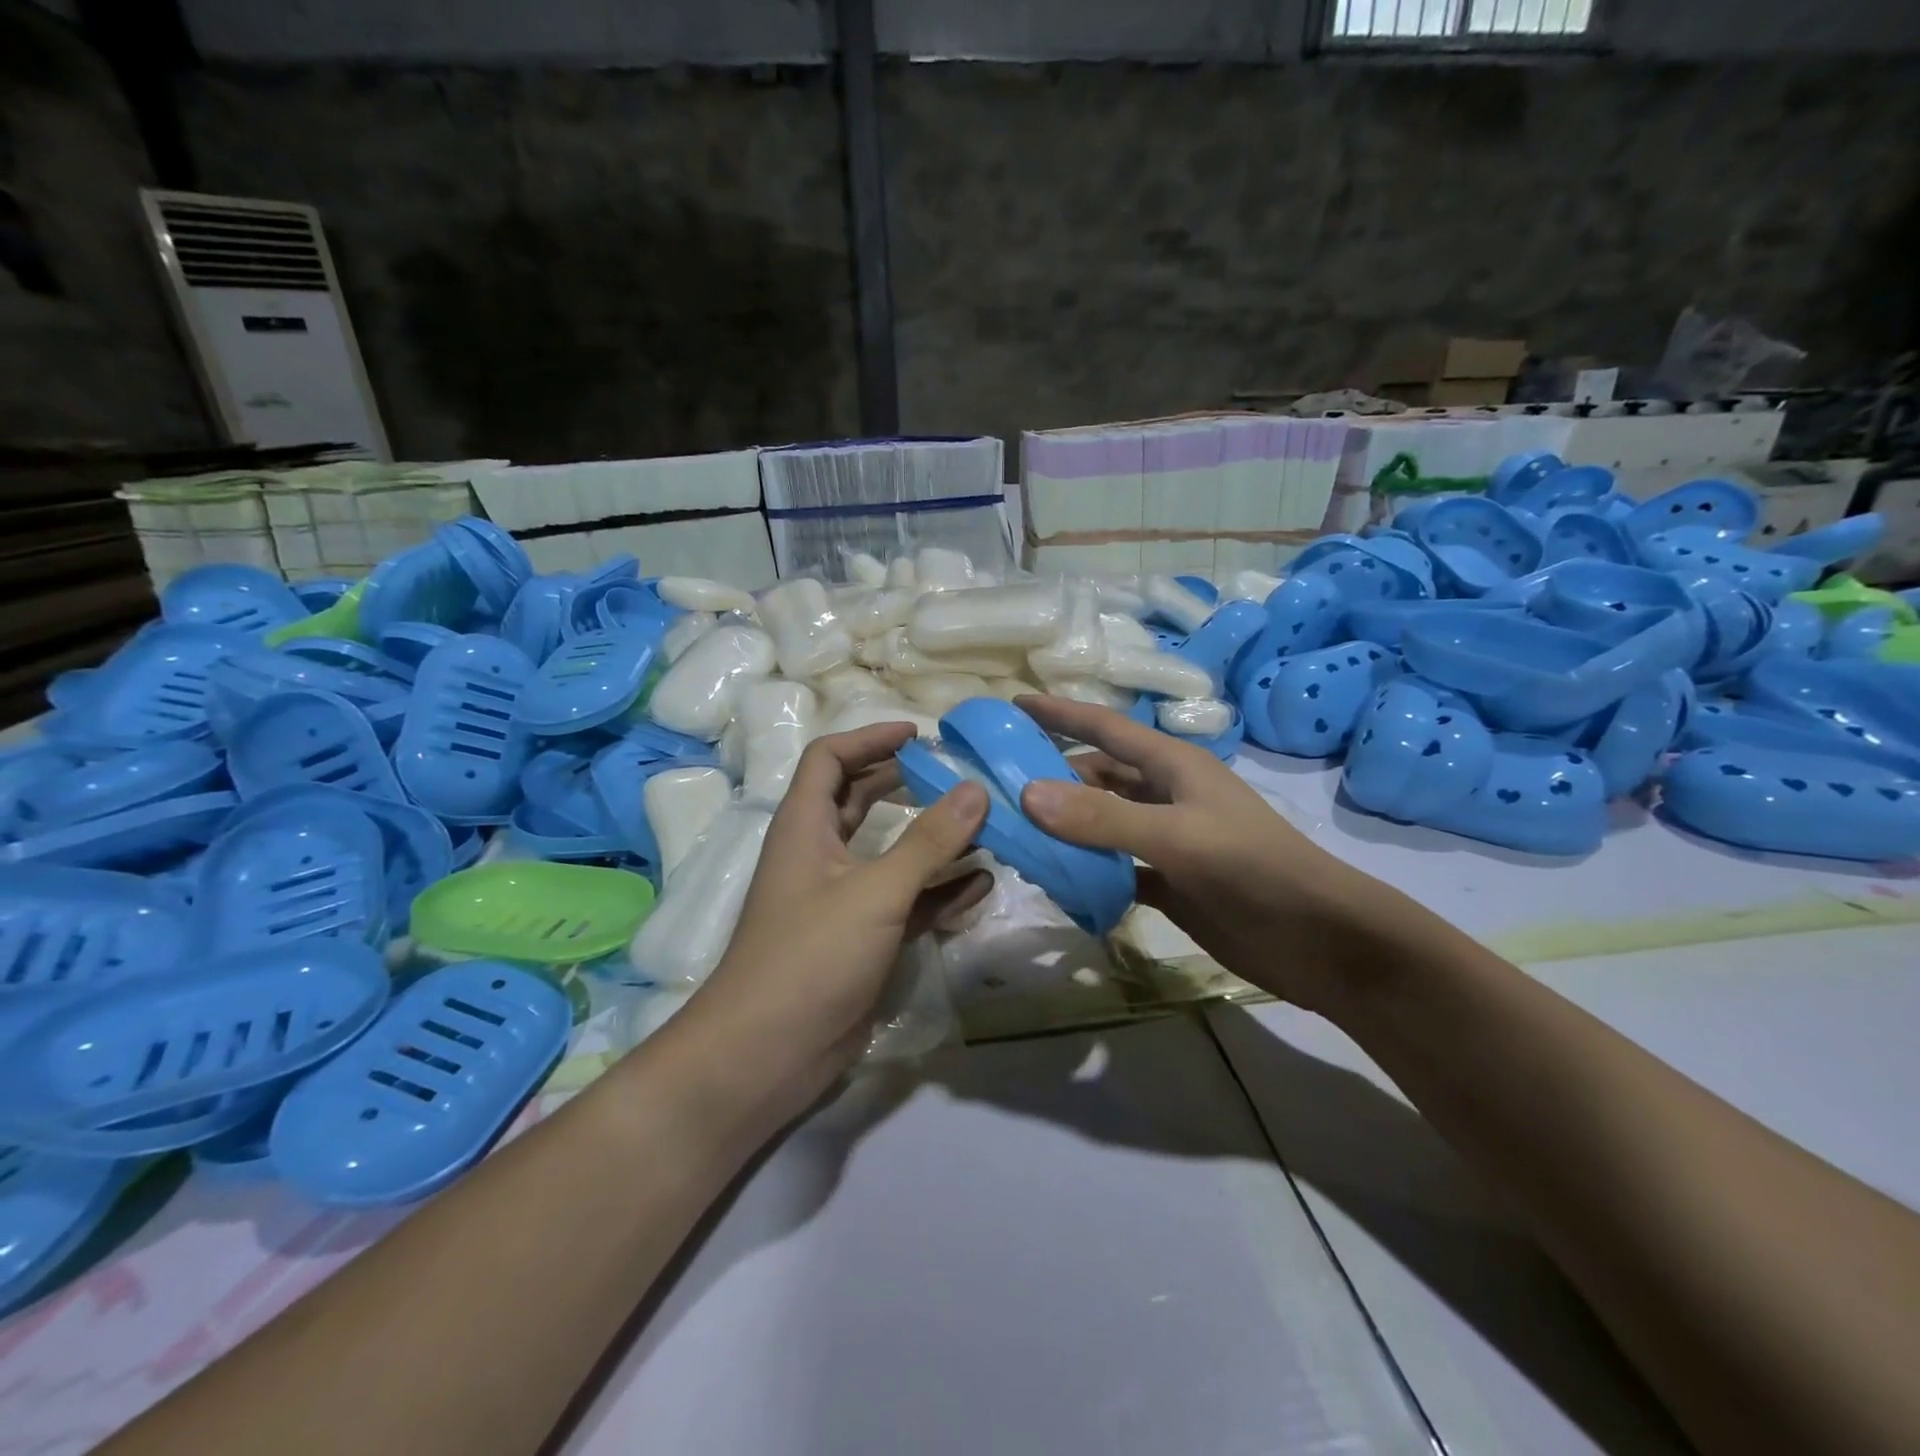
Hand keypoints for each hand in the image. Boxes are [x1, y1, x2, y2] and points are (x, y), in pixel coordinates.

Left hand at [685, 722, 990, 1111]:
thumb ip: (928, 841)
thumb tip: (975, 789)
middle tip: (955, 774)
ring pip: (888, 852)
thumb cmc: (811, 956)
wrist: (767, 1053)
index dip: (870, 738)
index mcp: (805, 826)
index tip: (919, 735)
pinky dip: (938, 890)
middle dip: (904, 782)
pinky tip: (980, 885)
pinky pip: (906, 901)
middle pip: (860, 799)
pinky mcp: (861, 939)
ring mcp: (841, 899)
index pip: (830, 758)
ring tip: (980, 824)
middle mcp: (820, 854)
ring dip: (929, 838)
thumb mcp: (875, 892)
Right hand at [1015, 695, 1381, 1014]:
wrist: (1320, 940)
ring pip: (1101, 823)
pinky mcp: (1168, 882)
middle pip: (1096, 775)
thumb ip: (1102, 817)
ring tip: (1013, 833)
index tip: (1013, 704)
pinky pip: (1113, 868)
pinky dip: (1086, 872)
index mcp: (1172, 766)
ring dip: (1064, 827)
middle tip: (995, 784)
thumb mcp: (1176, 837)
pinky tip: (1055, 881)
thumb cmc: (1254, 869)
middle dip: (1050, 776)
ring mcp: (1166, 840)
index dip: (1060, 713)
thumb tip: (1027, 794)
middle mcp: (1165, 795)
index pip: (1105, 728)